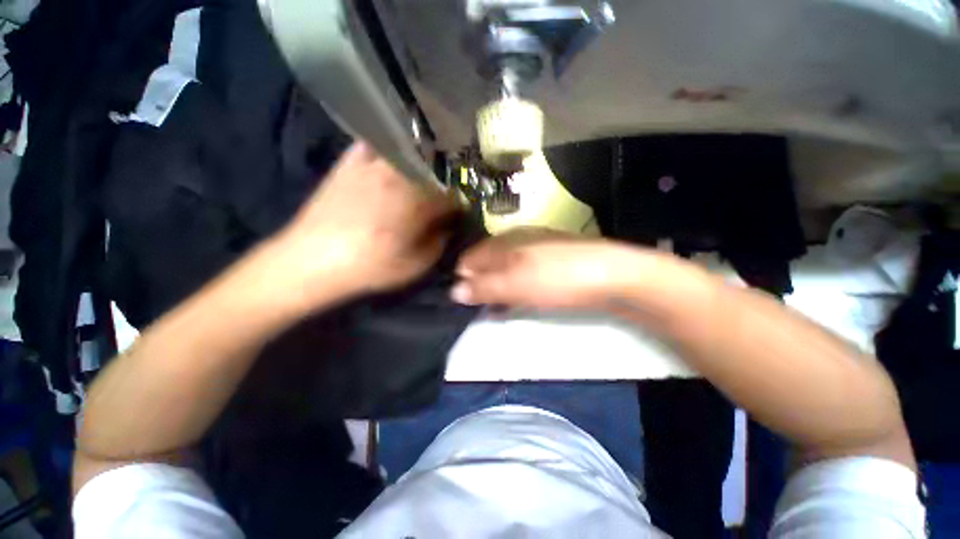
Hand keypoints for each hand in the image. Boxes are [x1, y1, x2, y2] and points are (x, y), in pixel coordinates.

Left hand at [266, 142, 458, 306]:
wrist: (312, 260)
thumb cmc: (370, 266)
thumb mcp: (416, 265)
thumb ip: (440, 242)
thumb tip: (448, 225)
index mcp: (418, 201)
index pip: (453, 194)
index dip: (460, 204)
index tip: (459, 213)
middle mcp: (399, 175)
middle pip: (434, 170)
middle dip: (445, 184)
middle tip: (443, 198)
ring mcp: (372, 164)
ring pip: (409, 154)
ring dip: (423, 165)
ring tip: (424, 179)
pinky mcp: (350, 162)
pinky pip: (377, 145)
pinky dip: (391, 150)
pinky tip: (394, 162)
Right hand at [451, 228, 660, 309]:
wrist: (613, 275)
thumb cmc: (557, 278)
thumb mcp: (516, 284)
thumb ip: (484, 287)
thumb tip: (454, 291)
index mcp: (504, 241)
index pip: (470, 258)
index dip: (463, 279)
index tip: (464, 301)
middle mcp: (516, 239)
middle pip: (487, 262)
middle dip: (480, 284)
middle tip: (480, 307)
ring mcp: (535, 248)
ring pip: (505, 267)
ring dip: (497, 288)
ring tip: (497, 307)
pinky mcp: (551, 260)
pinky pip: (522, 272)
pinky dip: (515, 287)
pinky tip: (519, 298)